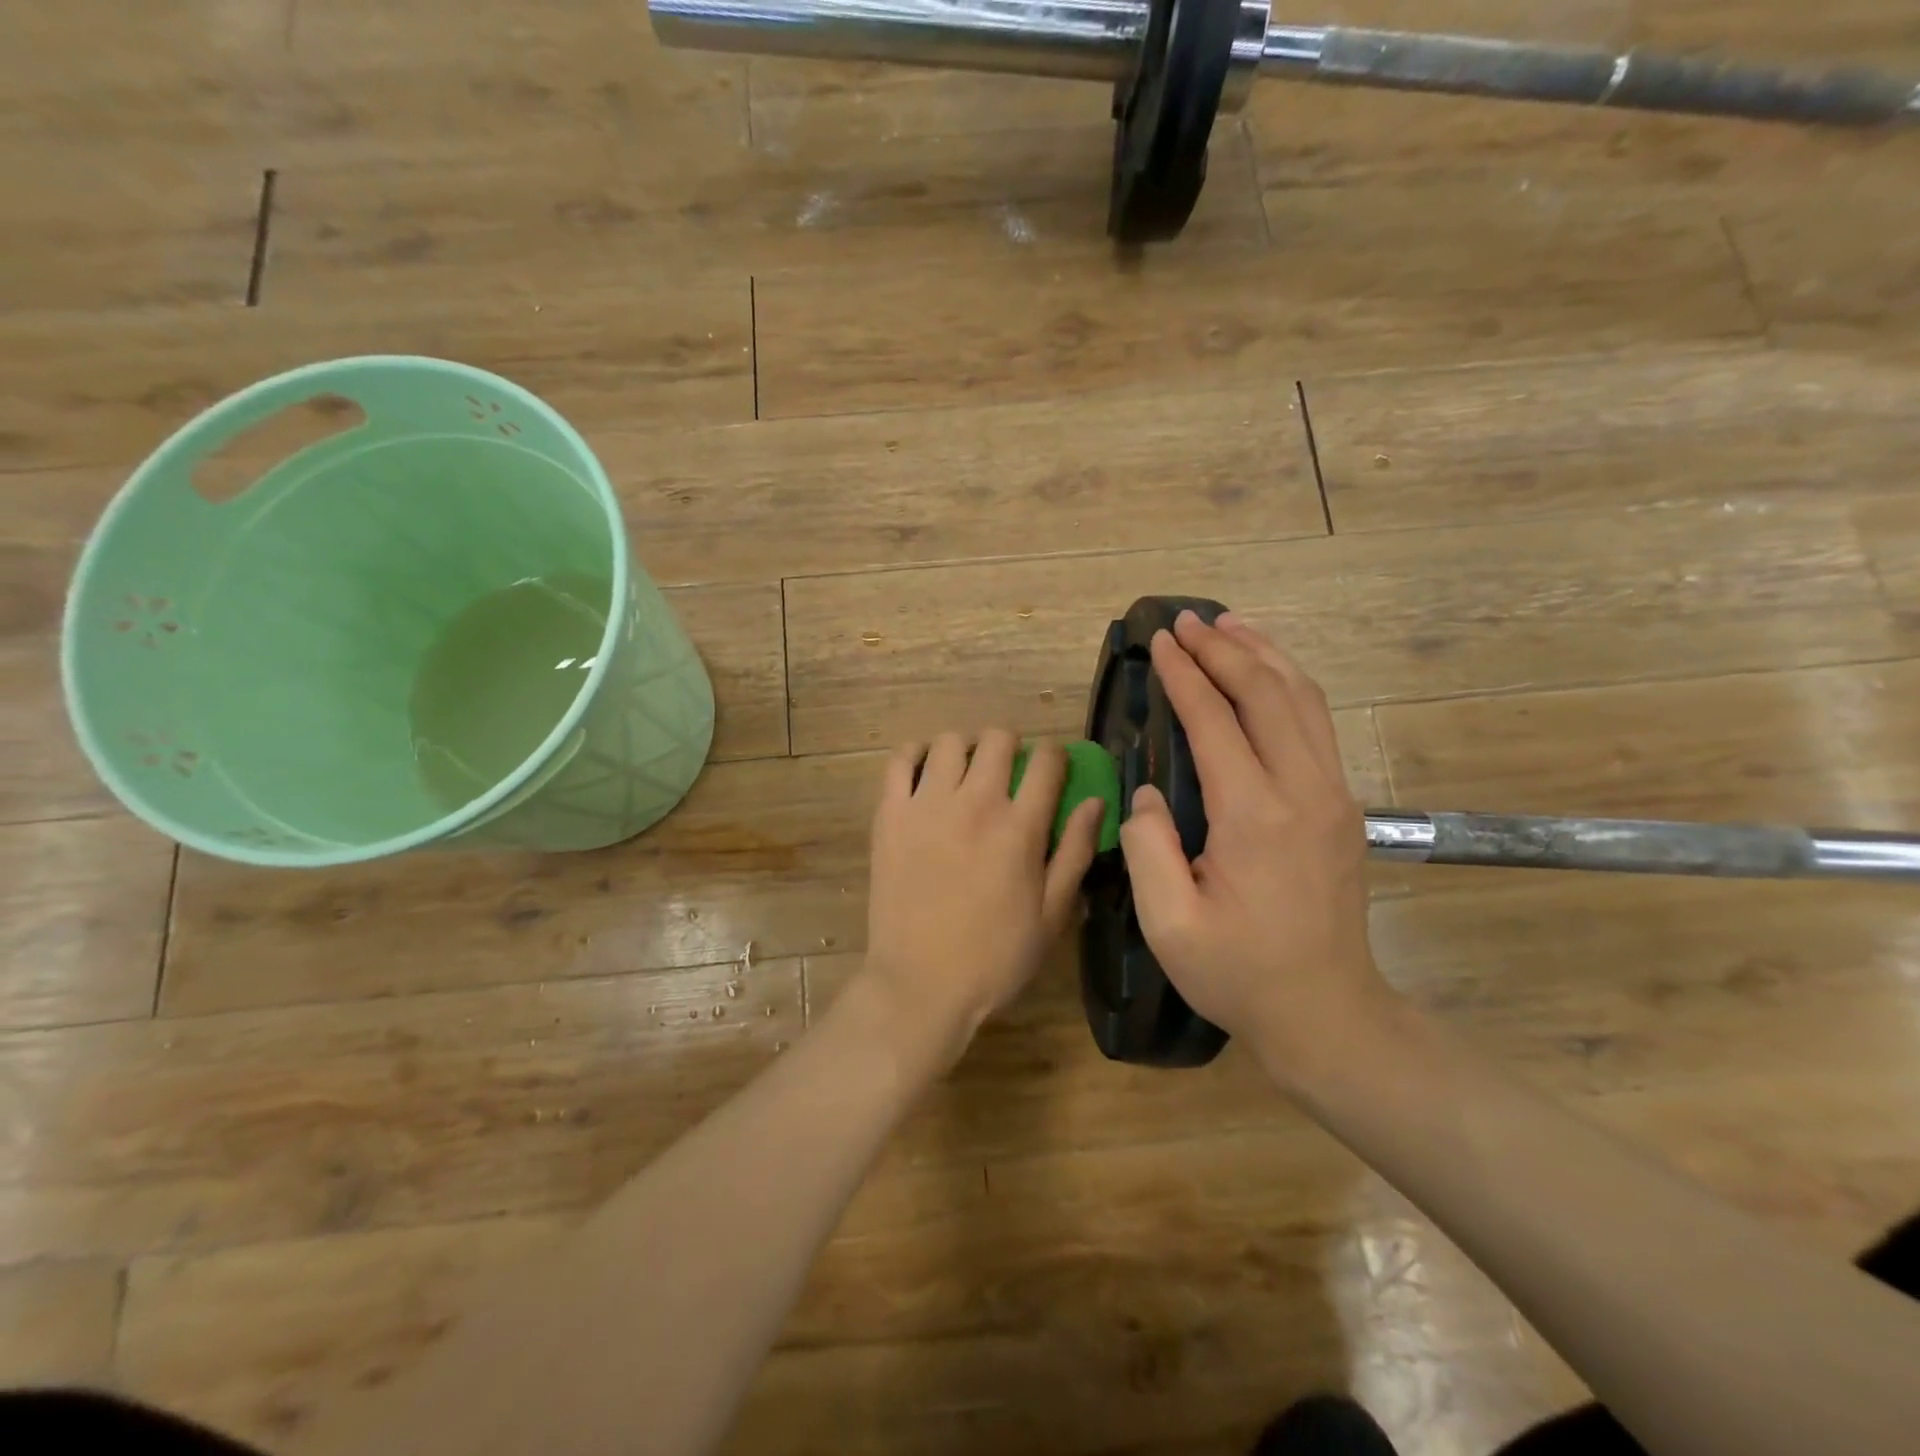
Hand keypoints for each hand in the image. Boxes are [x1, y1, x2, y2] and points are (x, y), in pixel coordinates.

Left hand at [861, 731, 1103, 1075]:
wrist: (920, 984)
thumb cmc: (994, 958)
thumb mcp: (1052, 915)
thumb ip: (1075, 852)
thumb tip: (1095, 801)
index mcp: (1020, 827)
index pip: (1047, 760)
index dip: (1056, 755)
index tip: (1053, 769)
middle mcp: (974, 803)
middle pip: (997, 739)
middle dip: (1011, 747)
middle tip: (1008, 773)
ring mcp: (926, 805)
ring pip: (949, 741)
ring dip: (965, 749)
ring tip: (966, 773)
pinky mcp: (890, 815)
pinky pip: (899, 761)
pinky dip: (915, 755)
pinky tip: (925, 772)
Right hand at [1119, 612, 1393, 1085]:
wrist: (1327, 1011)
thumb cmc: (1238, 972)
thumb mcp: (1168, 923)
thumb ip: (1147, 847)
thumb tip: (1147, 791)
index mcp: (1255, 816)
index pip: (1215, 720)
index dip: (1184, 675)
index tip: (1159, 641)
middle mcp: (1303, 791)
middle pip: (1266, 693)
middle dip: (1223, 648)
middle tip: (1185, 620)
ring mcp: (1333, 795)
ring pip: (1303, 699)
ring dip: (1264, 654)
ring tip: (1229, 625)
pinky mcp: (1343, 806)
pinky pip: (1316, 724)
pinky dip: (1289, 685)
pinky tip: (1267, 674)